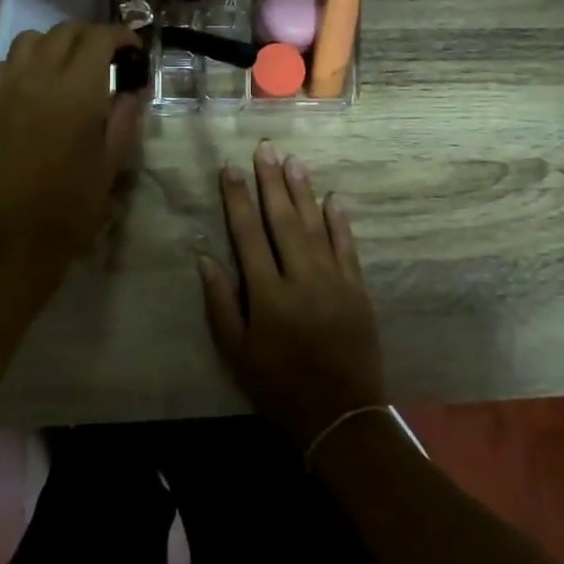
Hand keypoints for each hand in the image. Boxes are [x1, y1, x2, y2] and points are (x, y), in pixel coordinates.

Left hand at [0, 21, 146, 278]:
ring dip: (56, 43)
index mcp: (77, 89)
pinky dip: (25, 62)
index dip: (120, 37)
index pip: (99, 37)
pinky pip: (5, 62)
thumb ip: (126, 113)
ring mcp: (9, 86)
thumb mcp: (114, 158)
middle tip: (108, 59)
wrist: (18, 233)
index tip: (133, 52)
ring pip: (31, 38)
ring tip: (71, 67)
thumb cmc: (74, 201)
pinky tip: (37, 85)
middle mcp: (39, 76)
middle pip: (66, 30)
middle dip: (92, 37)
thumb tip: (135, 85)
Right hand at [198, 142, 384, 450]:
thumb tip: (205, 258)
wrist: (339, 415)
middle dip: (272, 182)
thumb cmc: (278, 386)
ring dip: (304, 192)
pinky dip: (340, 223)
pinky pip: (348, 248)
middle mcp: (301, 279)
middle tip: (266, 149)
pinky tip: (333, 199)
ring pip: (317, 226)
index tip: (231, 169)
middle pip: (284, 221)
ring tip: (293, 161)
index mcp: (267, 295)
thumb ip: (220, 303)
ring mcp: (334, 282)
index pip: (248, 235)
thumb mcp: (236, 353)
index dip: (238, 199)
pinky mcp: (358, 291)